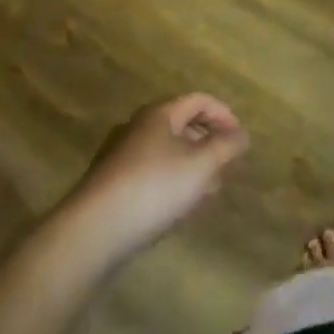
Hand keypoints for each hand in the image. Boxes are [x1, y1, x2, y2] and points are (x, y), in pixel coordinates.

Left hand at [64, 95, 249, 266]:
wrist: (93, 232)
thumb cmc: (154, 188)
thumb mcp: (202, 165)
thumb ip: (227, 146)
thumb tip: (241, 135)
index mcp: (160, 114)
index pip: (199, 100)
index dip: (224, 115)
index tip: (240, 139)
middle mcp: (138, 127)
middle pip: (182, 124)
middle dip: (208, 142)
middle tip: (226, 165)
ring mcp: (121, 156)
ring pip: (167, 152)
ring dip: (191, 165)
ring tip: (207, 190)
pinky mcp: (111, 185)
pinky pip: (151, 173)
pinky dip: (171, 181)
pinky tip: (178, 207)